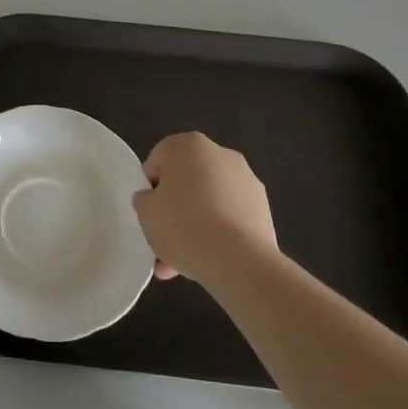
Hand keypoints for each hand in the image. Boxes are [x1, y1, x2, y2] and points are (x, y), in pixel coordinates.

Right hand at [133, 133, 276, 285]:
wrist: (239, 261)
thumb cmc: (184, 225)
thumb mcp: (145, 212)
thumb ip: (144, 200)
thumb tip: (153, 199)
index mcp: (189, 145)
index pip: (160, 160)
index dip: (150, 187)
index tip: (149, 212)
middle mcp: (221, 154)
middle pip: (187, 181)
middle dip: (175, 208)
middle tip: (164, 238)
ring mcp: (246, 180)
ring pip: (209, 201)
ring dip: (196, 225)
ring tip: (182, 263)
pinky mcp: (263, 208)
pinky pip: (230, 217)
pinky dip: (218, 233)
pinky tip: (207, 262)